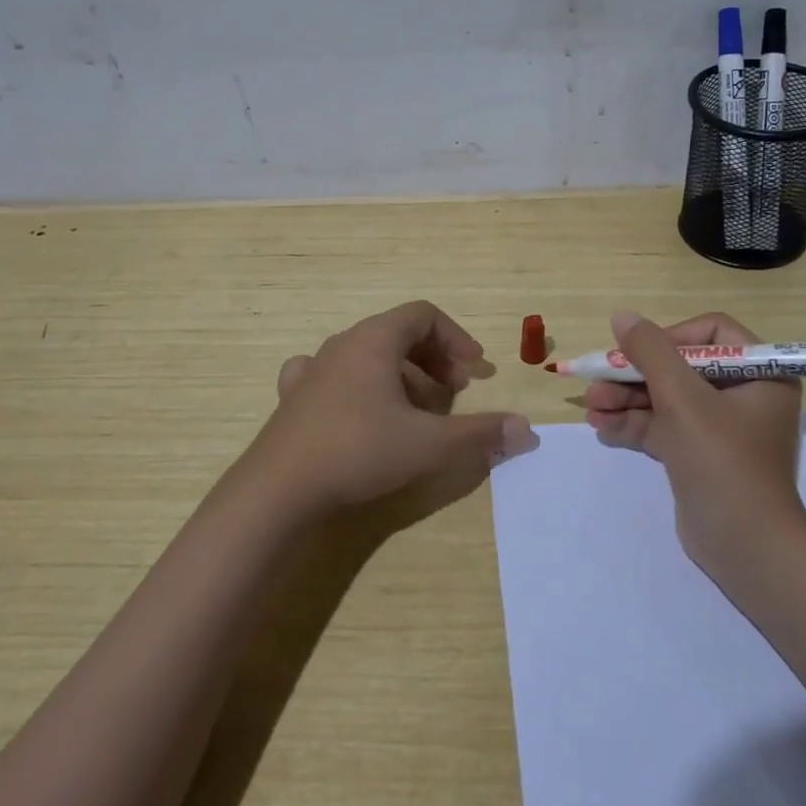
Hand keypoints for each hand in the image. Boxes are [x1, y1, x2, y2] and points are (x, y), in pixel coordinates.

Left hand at [244, 301, 537, 517]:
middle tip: (454, 393)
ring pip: (368, 356)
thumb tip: (527, 431)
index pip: (424, 315)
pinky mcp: (295, 398)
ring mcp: (314, 370)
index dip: (457, 338)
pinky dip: (360, 387)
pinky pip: (335, 376)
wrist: (278, 490)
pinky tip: (363, 411)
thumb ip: (480, 434)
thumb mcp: (429, 444)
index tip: (475, 371)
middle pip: (398, 333)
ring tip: (418, 410)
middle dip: (434, 359)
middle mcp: (342, 344)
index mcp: (374, 340)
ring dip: (401, 375)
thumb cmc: (359, 451)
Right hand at [584, 310, 805, 575]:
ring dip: (626, 400)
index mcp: (759, 374)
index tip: (638, 352)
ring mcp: (719, 428)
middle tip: (597, 380)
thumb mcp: (683, 399)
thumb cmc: (722, 461)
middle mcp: (743, 395)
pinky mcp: (699, 455)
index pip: (711, 334)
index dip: (670, 337)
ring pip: (666, 399)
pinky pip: (663, 428)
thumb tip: (622, 316)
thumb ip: (650, 353)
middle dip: (635, 375)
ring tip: (589, 406)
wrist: (745, 547)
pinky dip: (634, 425)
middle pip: (680, 368)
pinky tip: (600, 426)